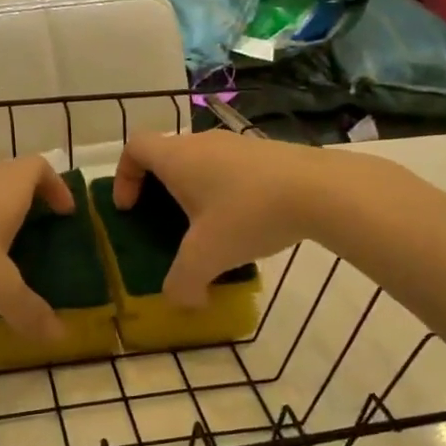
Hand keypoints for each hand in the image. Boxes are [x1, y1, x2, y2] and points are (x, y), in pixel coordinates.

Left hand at [0, 156, 74, 340]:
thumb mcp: (0, 290)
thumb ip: (31, 312)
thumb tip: (60, 337)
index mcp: (6, 189)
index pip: (39, 167)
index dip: (57, 186)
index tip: (65, 213)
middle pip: (10, 178)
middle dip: (29, 203)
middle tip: (39, 234)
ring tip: (3, 254)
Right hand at [113, 132, 326, 305]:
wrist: (321, 190)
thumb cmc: (248, 214)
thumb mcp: (206, 258)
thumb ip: (182, 284)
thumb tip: (181, 302)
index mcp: (178, 157)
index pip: (134, 147)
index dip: (123, 176)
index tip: (130, 208)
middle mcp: (203, 142)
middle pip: (167, 156)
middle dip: (159, 190)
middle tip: (165, 224)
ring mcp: (238, 144)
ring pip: (202, 163)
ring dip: (195, 193)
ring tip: (209, 230)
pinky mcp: (267, 154)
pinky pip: (231, 170)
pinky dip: (226, 194)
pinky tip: (246, 225)